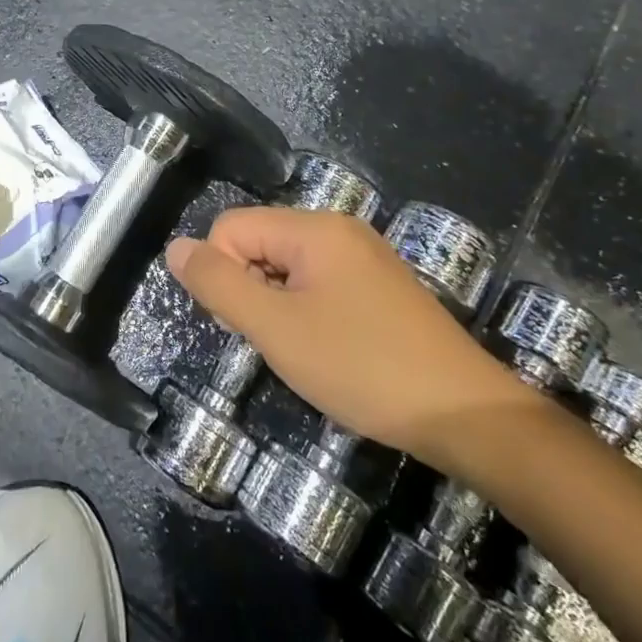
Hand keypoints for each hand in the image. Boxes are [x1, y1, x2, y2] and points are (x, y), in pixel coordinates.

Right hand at [166, 208, 532, 467]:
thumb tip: (176, 247)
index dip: (223, 274)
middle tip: (277, 342)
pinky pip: (319, 283)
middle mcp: (339, 229)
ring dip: (277, 305)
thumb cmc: (362, 367)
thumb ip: (219, 284)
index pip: (231, 227)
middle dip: (251, 290)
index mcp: (314, 228)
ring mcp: (364, 257)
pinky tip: (329, 350)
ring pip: (287, 266)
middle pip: (259, 242)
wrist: (466, 415)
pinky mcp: (380, 286)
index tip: (249, 325)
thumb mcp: (276, 329)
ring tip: (303, 351)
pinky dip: (306, 312)